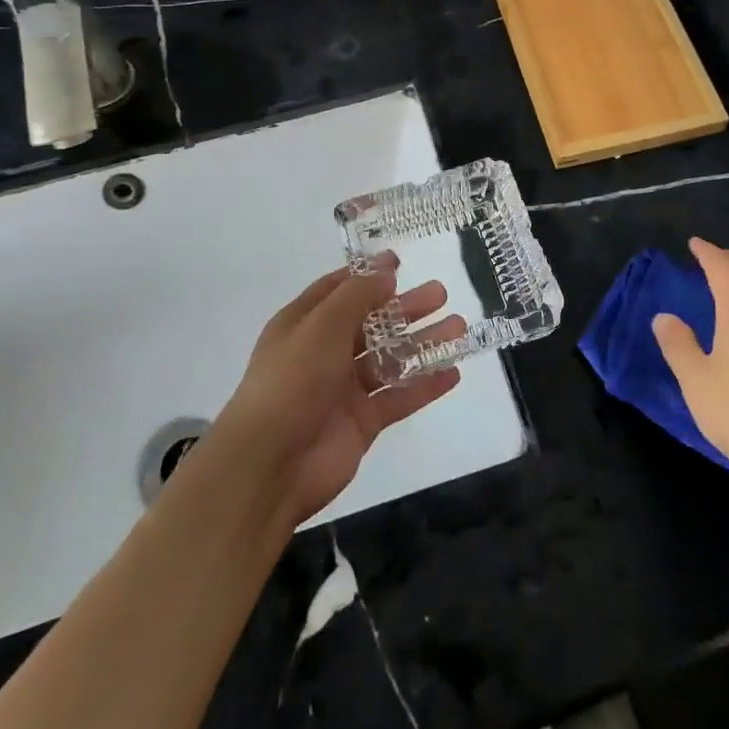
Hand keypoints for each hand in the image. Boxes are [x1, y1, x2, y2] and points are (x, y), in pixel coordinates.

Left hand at [209, 255, 462, 528]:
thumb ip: (357, 296)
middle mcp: (323, 352)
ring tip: (459, 328)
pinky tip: (453, 373)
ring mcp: (343, 389)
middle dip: (406, 307)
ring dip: (422, 343)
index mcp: (304, 324)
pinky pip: (398, 397)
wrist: (270, 465)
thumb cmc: (292, 381)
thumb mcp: (322, 325)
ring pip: (390, 358)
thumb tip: (386, 271)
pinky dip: (424, 385)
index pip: (338, 290)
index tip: (400, 263)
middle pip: (371, 322)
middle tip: (441, 293)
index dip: (368, 275)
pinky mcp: (361, 422)